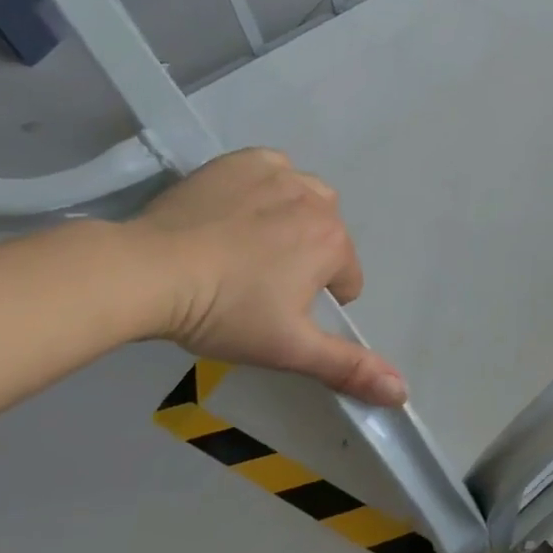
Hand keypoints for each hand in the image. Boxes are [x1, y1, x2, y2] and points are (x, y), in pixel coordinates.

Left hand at [126, 149, 406, 406]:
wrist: (148, 270)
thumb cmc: (225, 312)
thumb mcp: (290, 348)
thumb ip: (349, 368)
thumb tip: (404, 392)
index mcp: (335, 245)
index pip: (346, 280)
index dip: (314, 302)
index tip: (275, 312)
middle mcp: (319, 202)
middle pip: (328, 237)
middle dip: (305, 259)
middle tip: (257, 283)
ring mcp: (281, 175)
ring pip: (306, 200)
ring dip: (291, 220)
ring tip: (246, 247)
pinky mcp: (245, 160)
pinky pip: (274, 171)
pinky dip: (266, 188)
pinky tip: (236, 211)